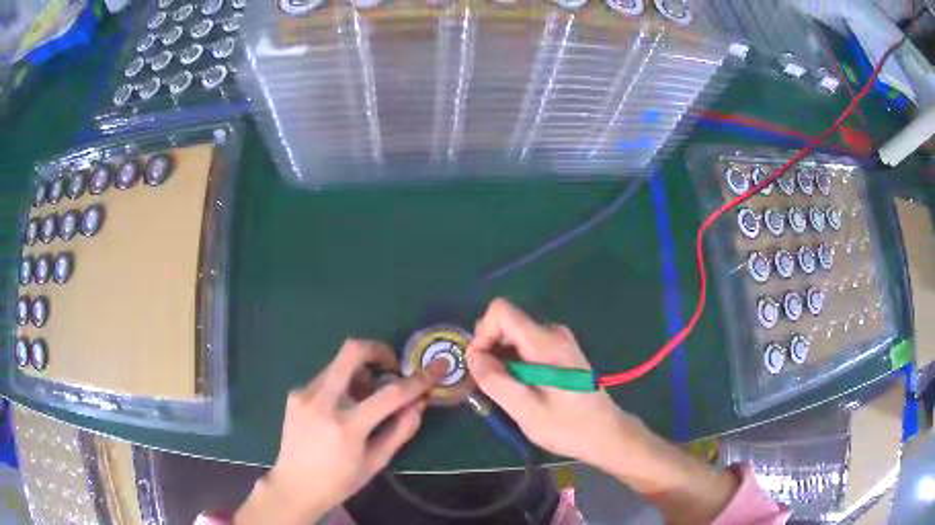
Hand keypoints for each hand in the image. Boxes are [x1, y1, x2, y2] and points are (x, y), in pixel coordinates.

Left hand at [236, 339, 444, 524]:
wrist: (294, 486)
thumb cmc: (340, 481)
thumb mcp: (376, 462)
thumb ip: (400, 430)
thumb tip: (420, 402)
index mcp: (347, 427)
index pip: (390, 394)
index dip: (418, 379)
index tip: (436, 368)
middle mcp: (322, 403)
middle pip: (352, 352)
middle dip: (378, 349)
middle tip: (391, 366)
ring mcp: (304, 394)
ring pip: (339, 364)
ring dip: (360, 372)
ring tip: (365, 397)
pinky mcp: (295, 393)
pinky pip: (326, 378)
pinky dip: (342, 384)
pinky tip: (342, 408)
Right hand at [465, 298, 640, 470]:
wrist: (606, 434)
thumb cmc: (568, 427)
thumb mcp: (527, 411)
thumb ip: (496, 382)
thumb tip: (472, 356)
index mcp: (545, 344)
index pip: (501, 311)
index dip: (482, 333)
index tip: (481, 366)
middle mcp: (553, 333)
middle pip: (506, 323)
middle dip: (489, 350)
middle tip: (491, 386)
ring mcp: (558, 341)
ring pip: (514, 336)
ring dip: (501, 360)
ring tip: (507, 393)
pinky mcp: (560, 351)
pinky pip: (526, 346)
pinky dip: (514, 363)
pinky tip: (521, 389)